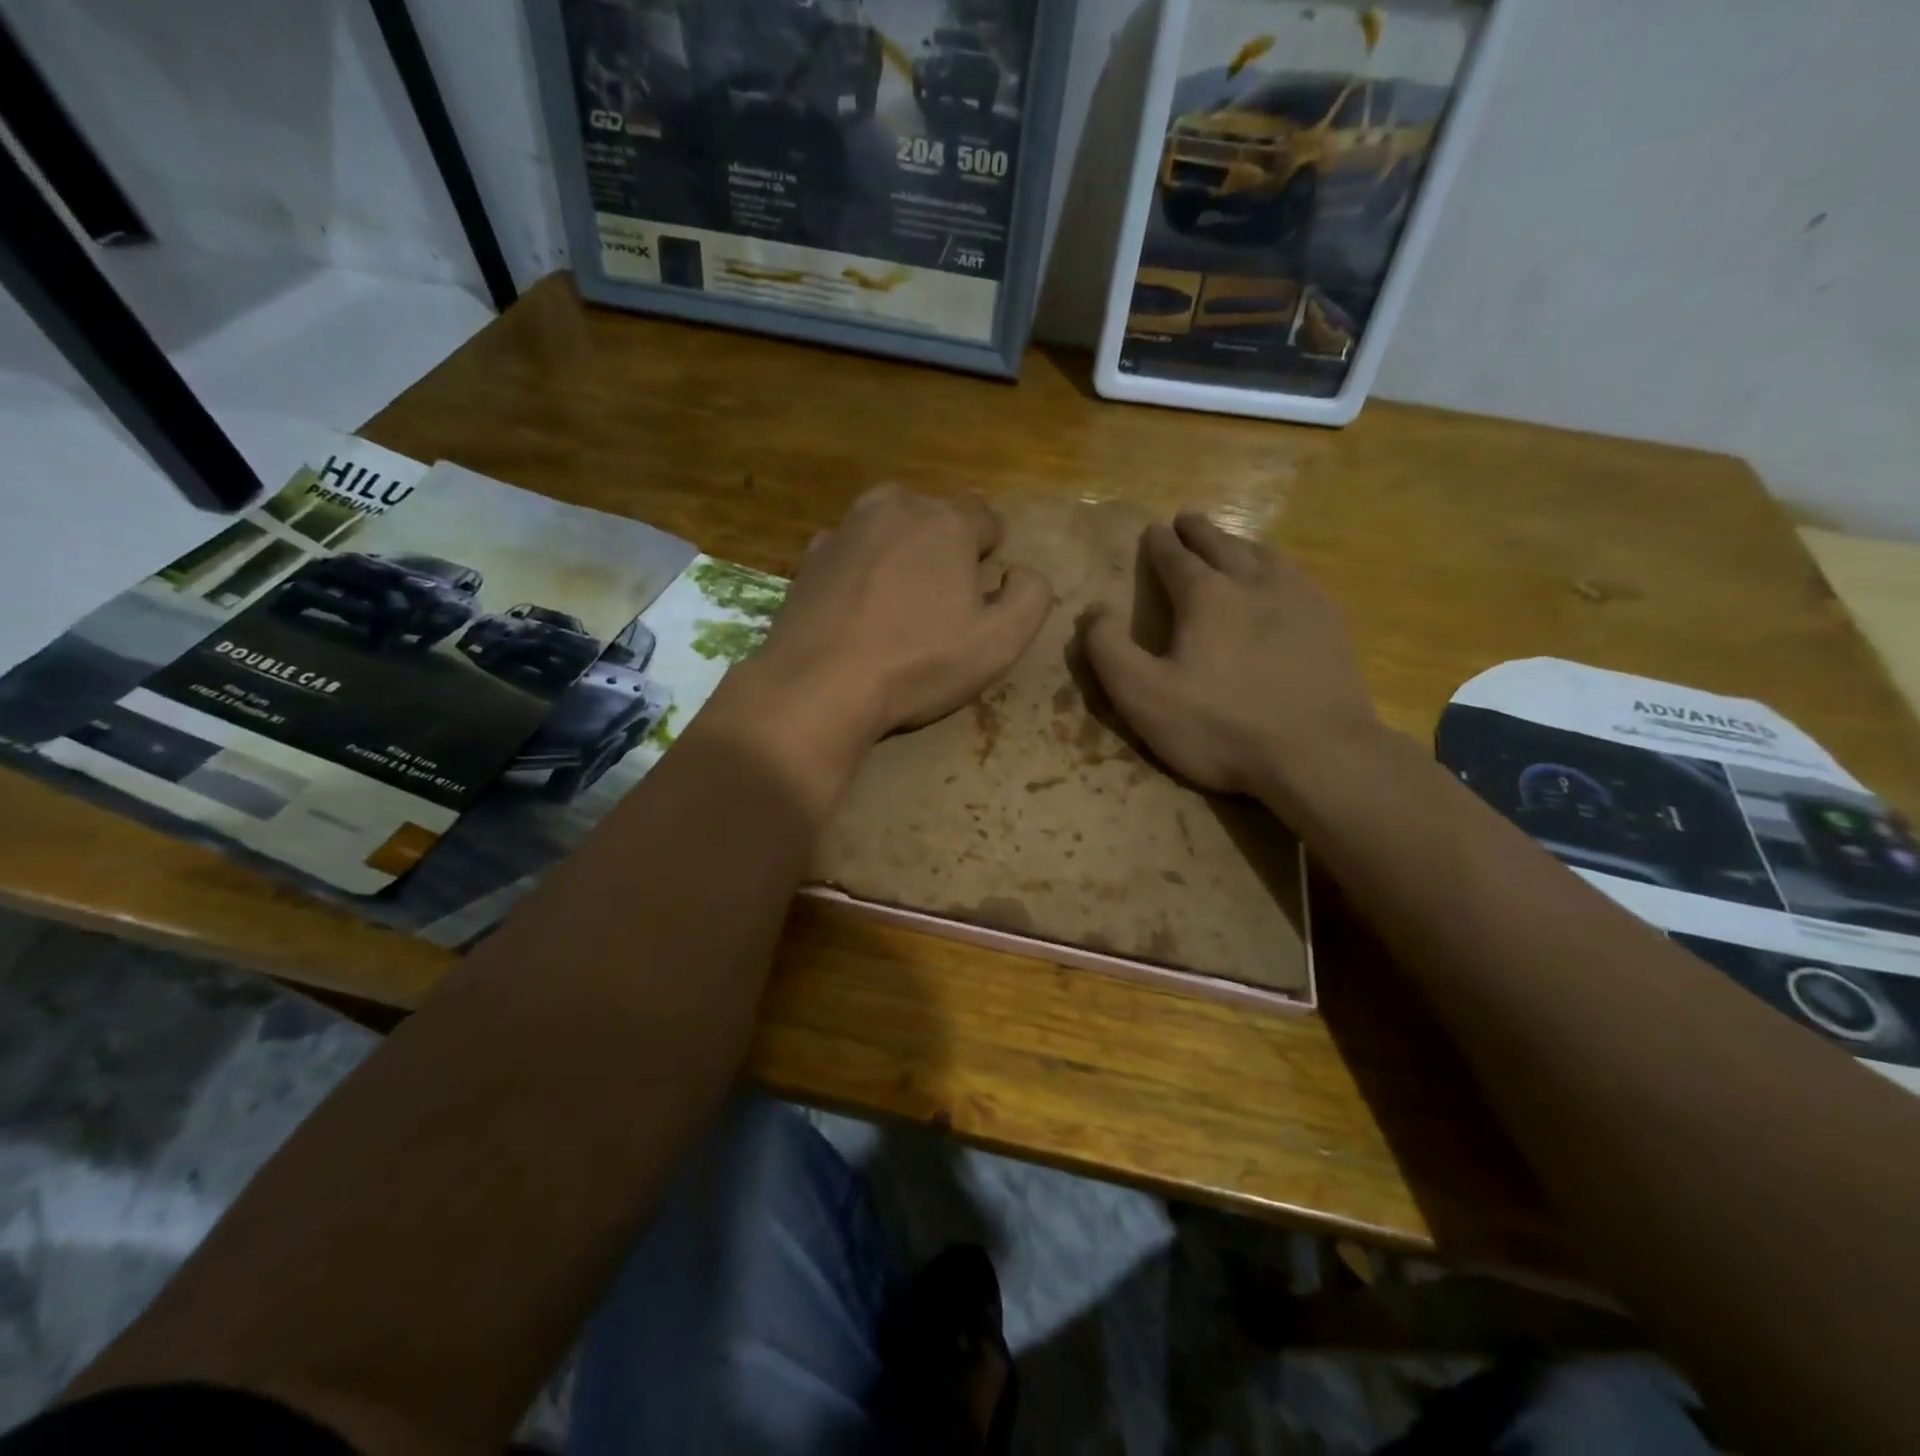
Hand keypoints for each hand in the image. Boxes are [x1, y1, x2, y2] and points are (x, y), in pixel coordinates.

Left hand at [748, 486, 1053, 747]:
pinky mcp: (810, 555)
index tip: (981, 596)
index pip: (988, 520)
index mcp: (947, 521)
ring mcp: (846, 528)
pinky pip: (852, 549)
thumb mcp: (1000, 643)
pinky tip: (860, 605)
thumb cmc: (918, 664)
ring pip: (891, 524)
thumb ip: (1031, 597)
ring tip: (901, 599)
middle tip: (941, 601)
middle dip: (946, 547)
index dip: (991, 556)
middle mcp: (896, 507)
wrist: (818, 686)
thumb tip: (1022, 572)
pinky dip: (862, 566)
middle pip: (937, 515)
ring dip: (903, 550)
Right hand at [1083, 511, 1377, 800]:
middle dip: (1199, 532)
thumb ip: (1108, 649)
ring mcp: (1299, 599)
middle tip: (1187, 518)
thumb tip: (1094, 609)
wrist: (1316, 753)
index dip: (1160, 543)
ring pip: (1264, 556)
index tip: (1153, 529)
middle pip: (1222, 546)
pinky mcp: (1330, 623)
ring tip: (1231, 543)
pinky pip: (1298, 578)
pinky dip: (1278, 568)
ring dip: (1241, 544)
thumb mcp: (1143, 696)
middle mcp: (1253, 583)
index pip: (1176, 557)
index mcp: (1205, 596)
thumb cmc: (1220, 726)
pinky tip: (1282, 581)